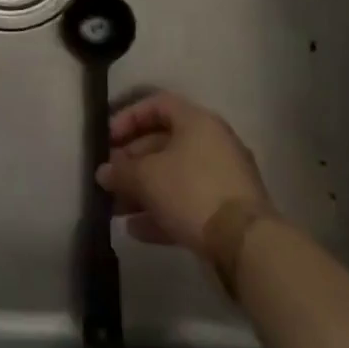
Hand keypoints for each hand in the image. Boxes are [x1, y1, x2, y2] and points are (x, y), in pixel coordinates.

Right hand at [96, 91, 272, 252]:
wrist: (245, 243)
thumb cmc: (191, 191)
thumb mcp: (146, 177)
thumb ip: (120, 171)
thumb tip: (103, 172)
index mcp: (197, 122)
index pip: (157, 104)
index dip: (128, 117)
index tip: (108, 139)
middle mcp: (213, 143)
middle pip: (163, 143)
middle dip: (131, 161)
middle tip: (109, 178)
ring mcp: (223, 178)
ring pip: (174, 176)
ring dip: (142, 190)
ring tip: (116, 208)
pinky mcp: (227, 210)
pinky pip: (188, 202)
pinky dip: (162, 211)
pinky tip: (136, 230)